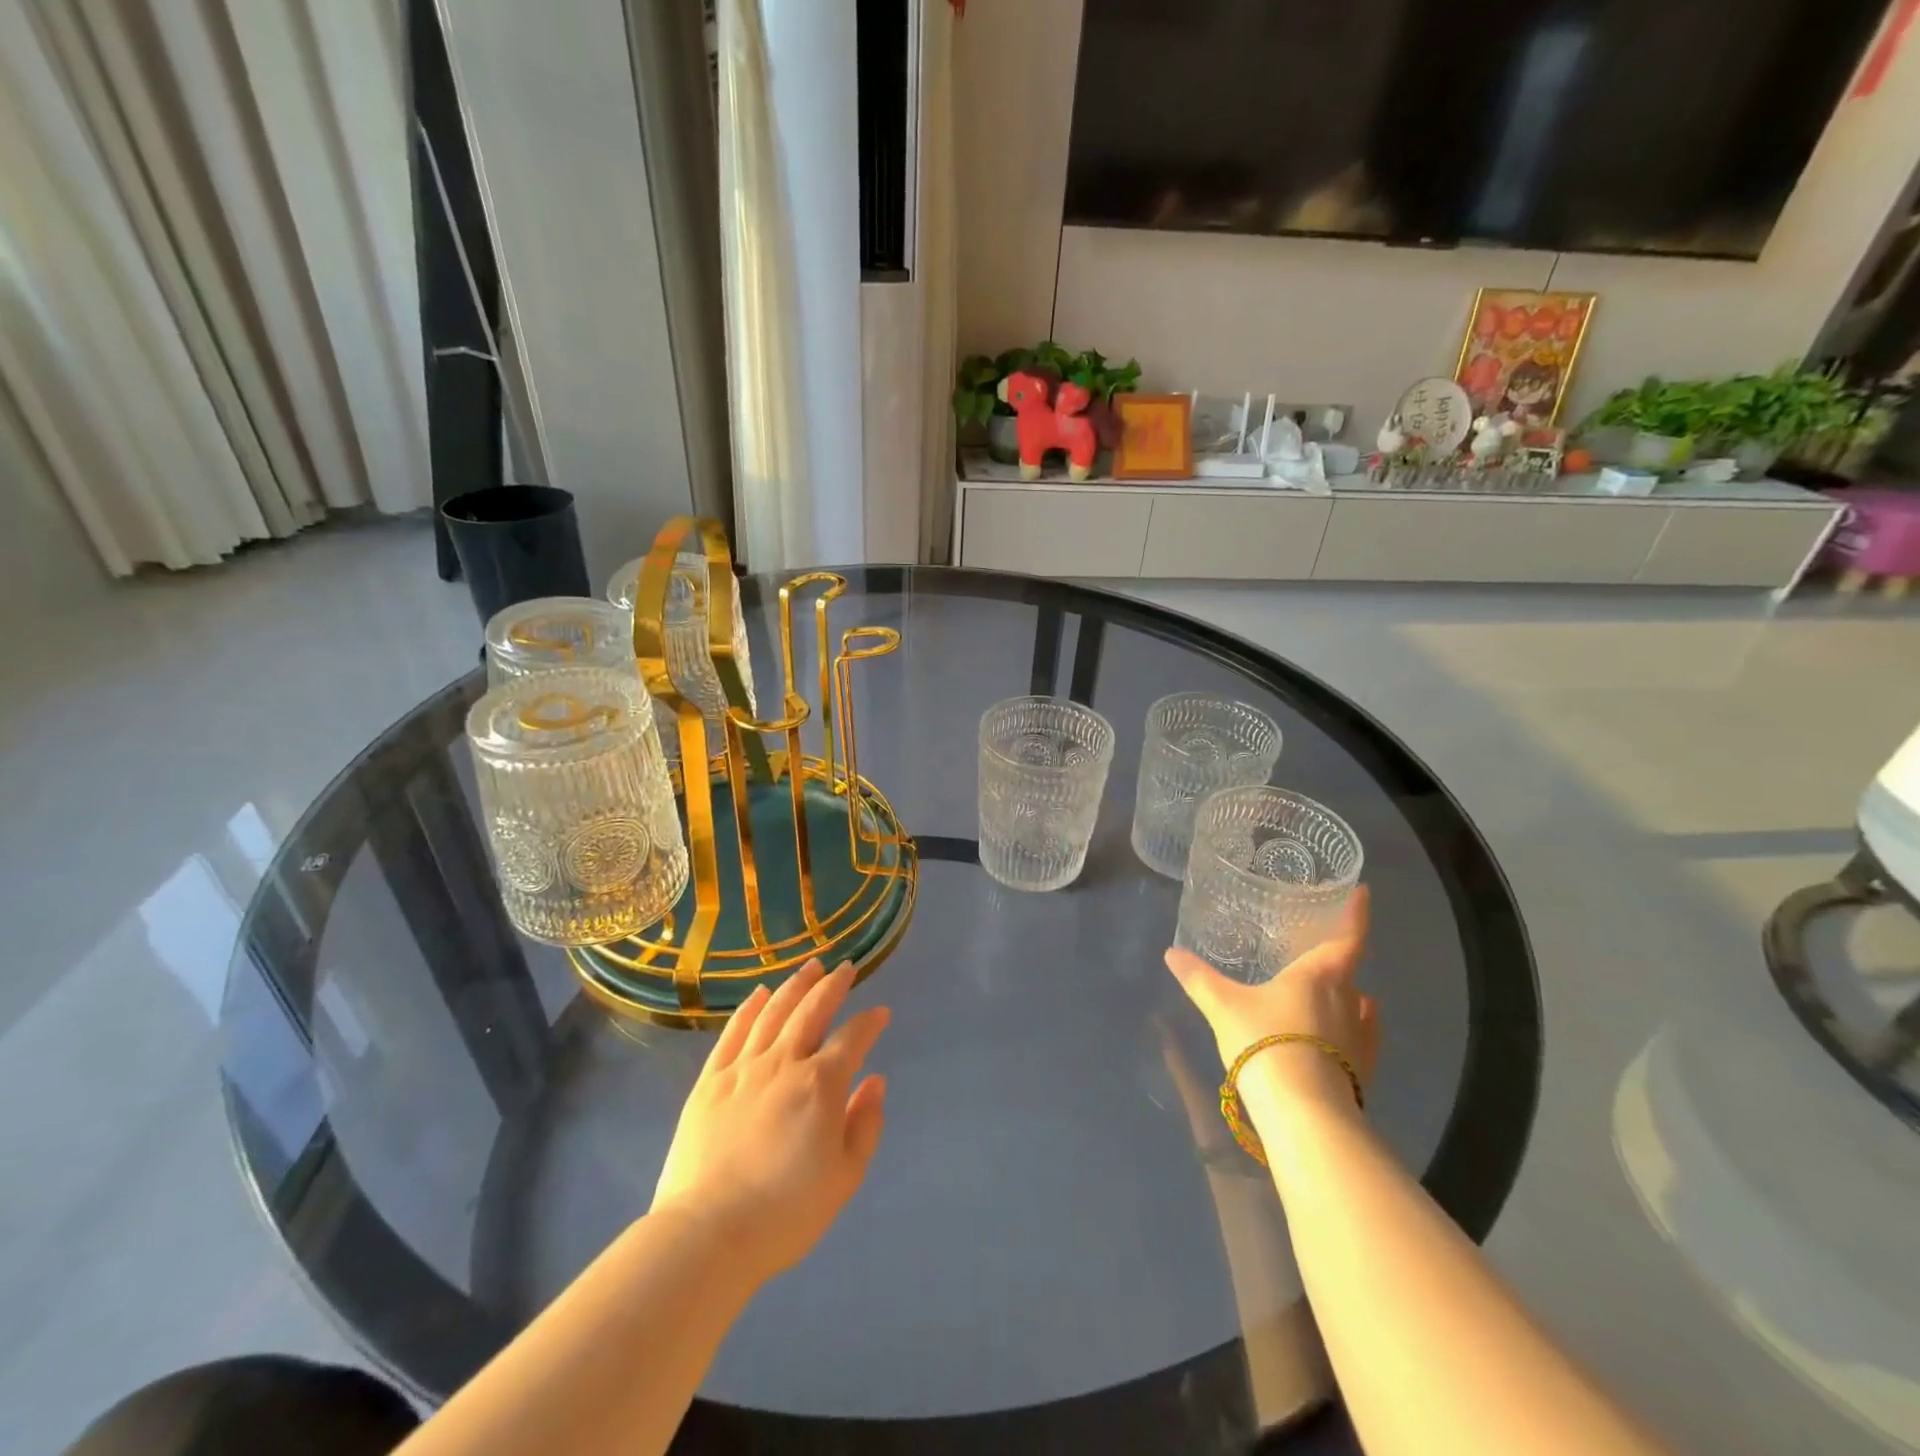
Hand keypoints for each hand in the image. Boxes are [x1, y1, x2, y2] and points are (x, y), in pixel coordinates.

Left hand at [651, 960, 889, 1287]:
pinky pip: (734, 1032)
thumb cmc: (785, 1212)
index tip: (881, 1013)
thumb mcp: (844, 1177)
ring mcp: (743, 1067)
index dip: (870, 1022)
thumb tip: (875, 1081)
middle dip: (833, 985)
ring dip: (795, 985)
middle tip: (845, 968)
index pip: (852, 1038)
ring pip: (774, 1011)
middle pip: (812, 1010)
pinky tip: (760, 994)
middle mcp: (784, 1062)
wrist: (708, 1235)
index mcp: (821, 1084)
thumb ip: (864, 1123)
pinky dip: (749, 1008)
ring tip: (810, 966)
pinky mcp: (710, 1080)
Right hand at [1164, 885, 1376, 1116]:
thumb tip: (1172, 953)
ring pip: (1356, 1004)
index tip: (1363, 892)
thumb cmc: (1266, 1041)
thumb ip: (1198, 978)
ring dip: (1344, 994)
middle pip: (1348, 970)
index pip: (1347, 936)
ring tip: (1324, 990)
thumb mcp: (1223, 1006)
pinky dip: (1353, 1026)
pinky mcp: (1362, 1071)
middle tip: (1315, 948)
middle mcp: (1348, 1000)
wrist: (1304, 1113)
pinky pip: (1361, 1036)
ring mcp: (1360, 1038)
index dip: (1356, 913)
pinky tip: (1343, 1030)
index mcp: (1320, 975)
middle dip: (1335, 958)